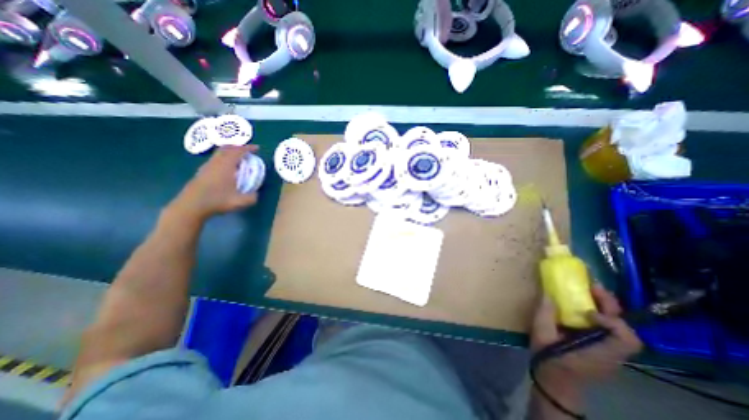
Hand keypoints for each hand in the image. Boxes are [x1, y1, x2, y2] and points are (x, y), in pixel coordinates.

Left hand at [170, 144, 260, 222]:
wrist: (191, 206)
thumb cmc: (217, 201)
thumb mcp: (240, 201)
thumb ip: (252, 197)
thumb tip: (256, 194)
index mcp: (226, 165)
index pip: (238, 151)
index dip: (248, 148)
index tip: (257, 148)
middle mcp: (215, 162)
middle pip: (226, 148)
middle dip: (238, 147)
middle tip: (247, 151)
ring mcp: (206, 167)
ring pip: (219, 154)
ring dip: (230, 153)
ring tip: (239, 160)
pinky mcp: (201, 172)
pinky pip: (215, 160)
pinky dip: (224, 159)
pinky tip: (228, 169)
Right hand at [528, 284, 640, 389]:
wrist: (555, 382)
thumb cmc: (549, 359)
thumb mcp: (541, 335)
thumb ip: (545, 314)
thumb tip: (548, 294)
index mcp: (600, 352)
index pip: (626, 339)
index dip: (611, 321)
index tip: (587, 312)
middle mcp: (612, 352)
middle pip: (625, 329)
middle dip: (610, 305)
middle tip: (592, 286)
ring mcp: (610, 351)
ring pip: (619, 327)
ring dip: (605, 307)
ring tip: (589, 292)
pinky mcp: (602, 348)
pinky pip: (608, 329)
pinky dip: (600, 315)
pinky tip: (583, 307)